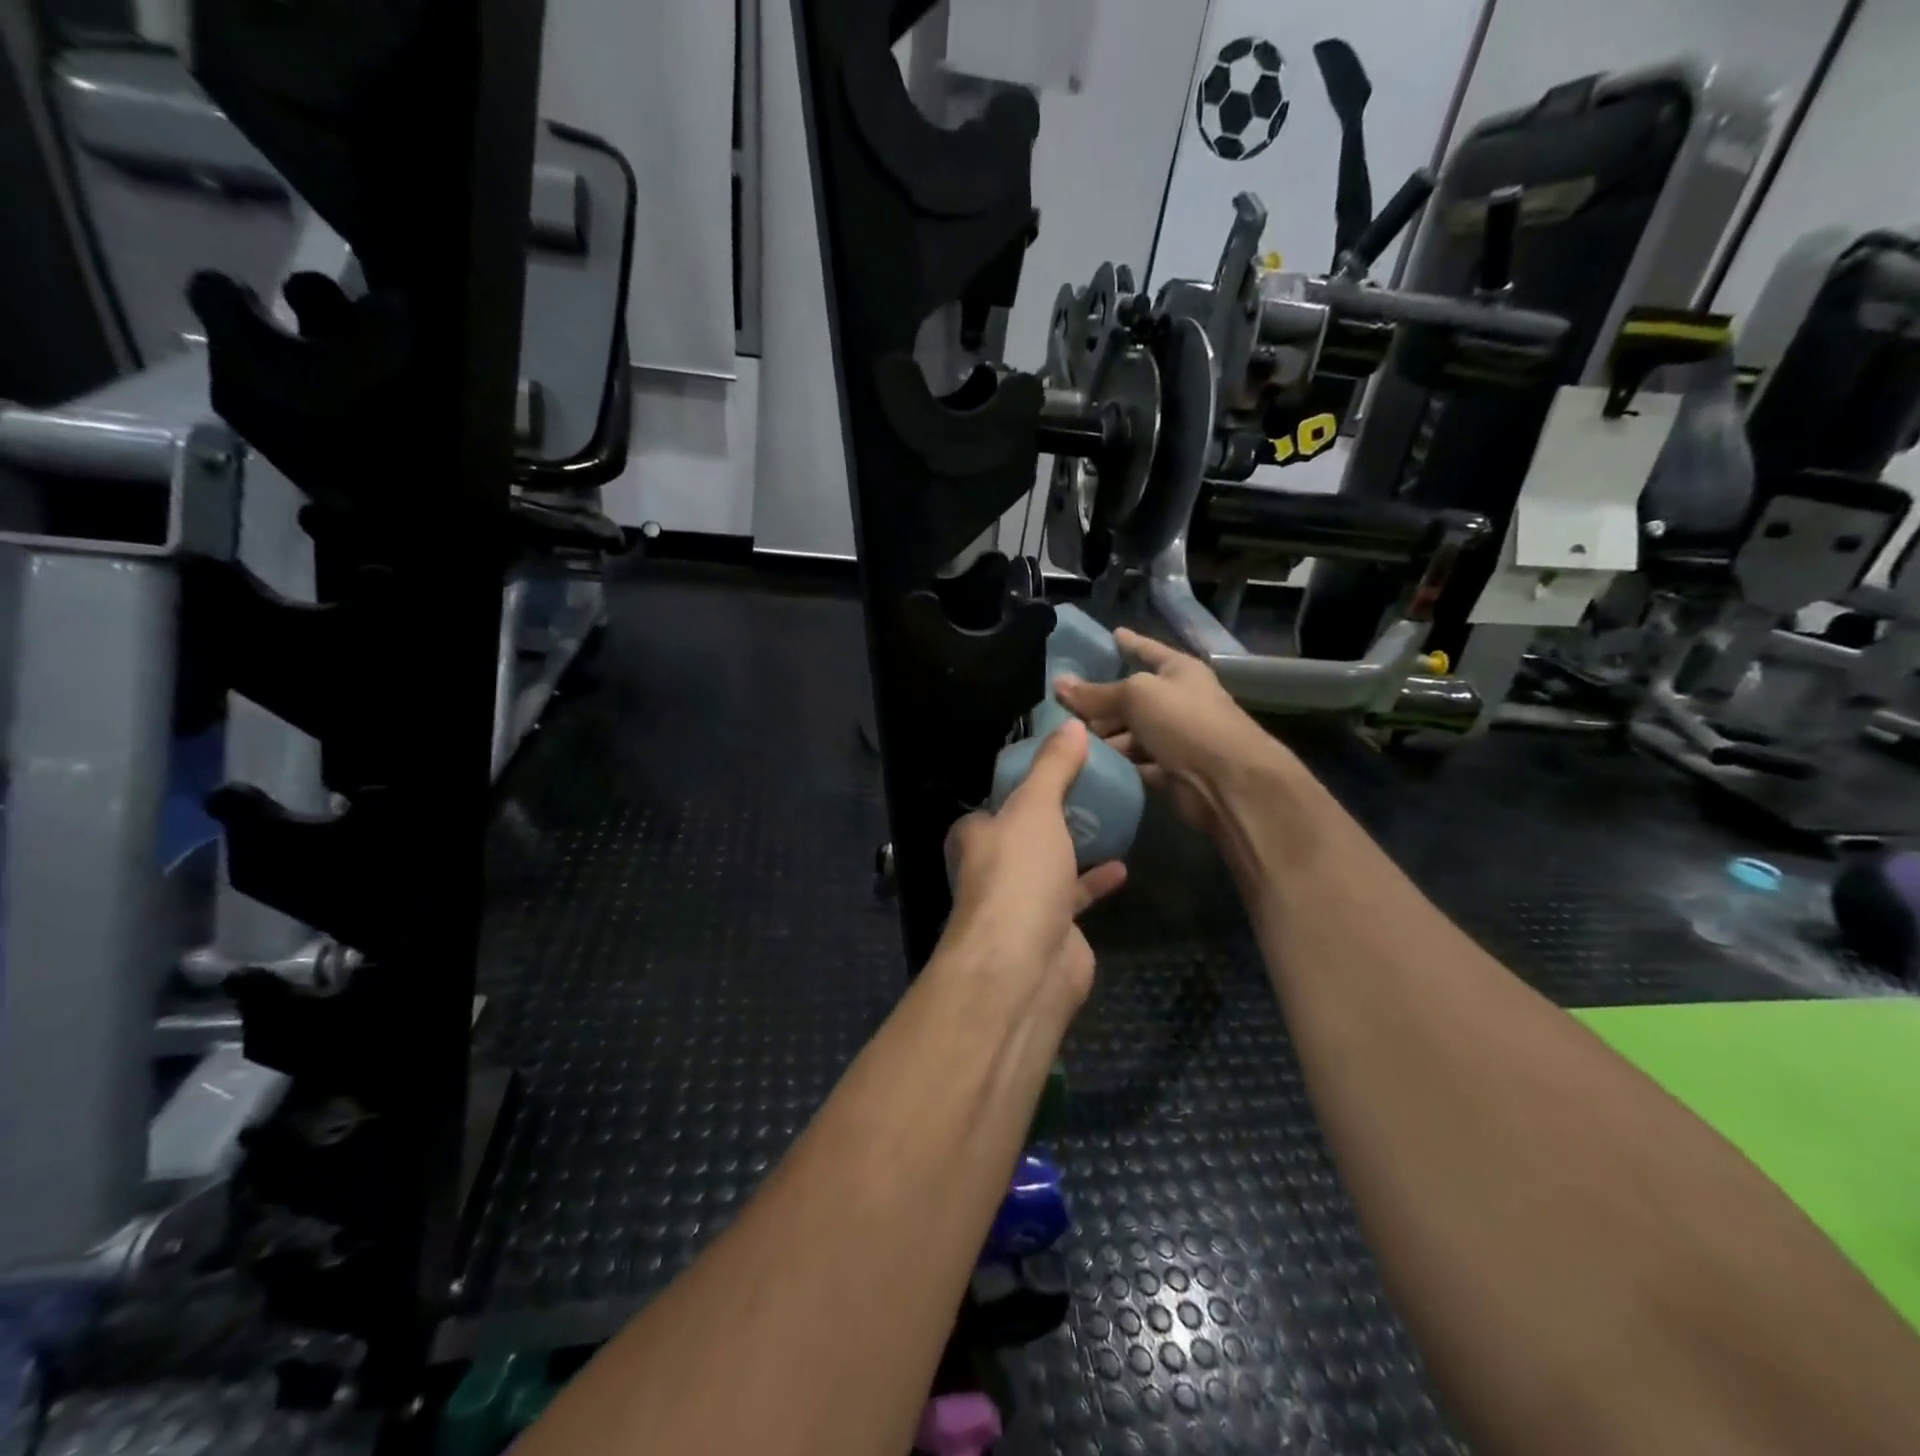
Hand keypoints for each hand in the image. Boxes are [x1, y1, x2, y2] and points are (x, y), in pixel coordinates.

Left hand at [942, 720, 1127, 1008]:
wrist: (1025, 965)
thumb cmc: (1019, 875)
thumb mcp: (1035, 807)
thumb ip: (1053, 767)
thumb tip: (1072, 723)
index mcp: (976, 835)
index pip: (996, 800)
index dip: (1022, 782)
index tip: (1057, 763)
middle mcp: (993, 867)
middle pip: (1025, 832)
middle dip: (1053, 815)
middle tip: (1093, 788)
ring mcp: (1022, 901)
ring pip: (1050, 864)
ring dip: (1075, 846)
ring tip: (1110, 818)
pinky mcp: (1053, 928)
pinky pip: (1075, 895)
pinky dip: (1095, 880)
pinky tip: (1121, 867)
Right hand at [1055, 628, 1288, 837]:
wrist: (1227, 780)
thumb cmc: (1185, 721)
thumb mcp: (1136, 695)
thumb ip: (1096, 693)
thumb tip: (1059, 684)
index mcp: (1178, 671)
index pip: (1148, 650)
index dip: (1130, 643)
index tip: (1111, 634)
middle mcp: (1178, 701)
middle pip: (1131, 698)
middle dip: (1100, 703)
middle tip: (1062, 707)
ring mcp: (1175, 738)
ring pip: (1130, 733)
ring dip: (1104, 738)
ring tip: (1068, 740)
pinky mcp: (1169, 771)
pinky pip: (1134, 763)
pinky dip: (1116, 764)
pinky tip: (1087, 764)